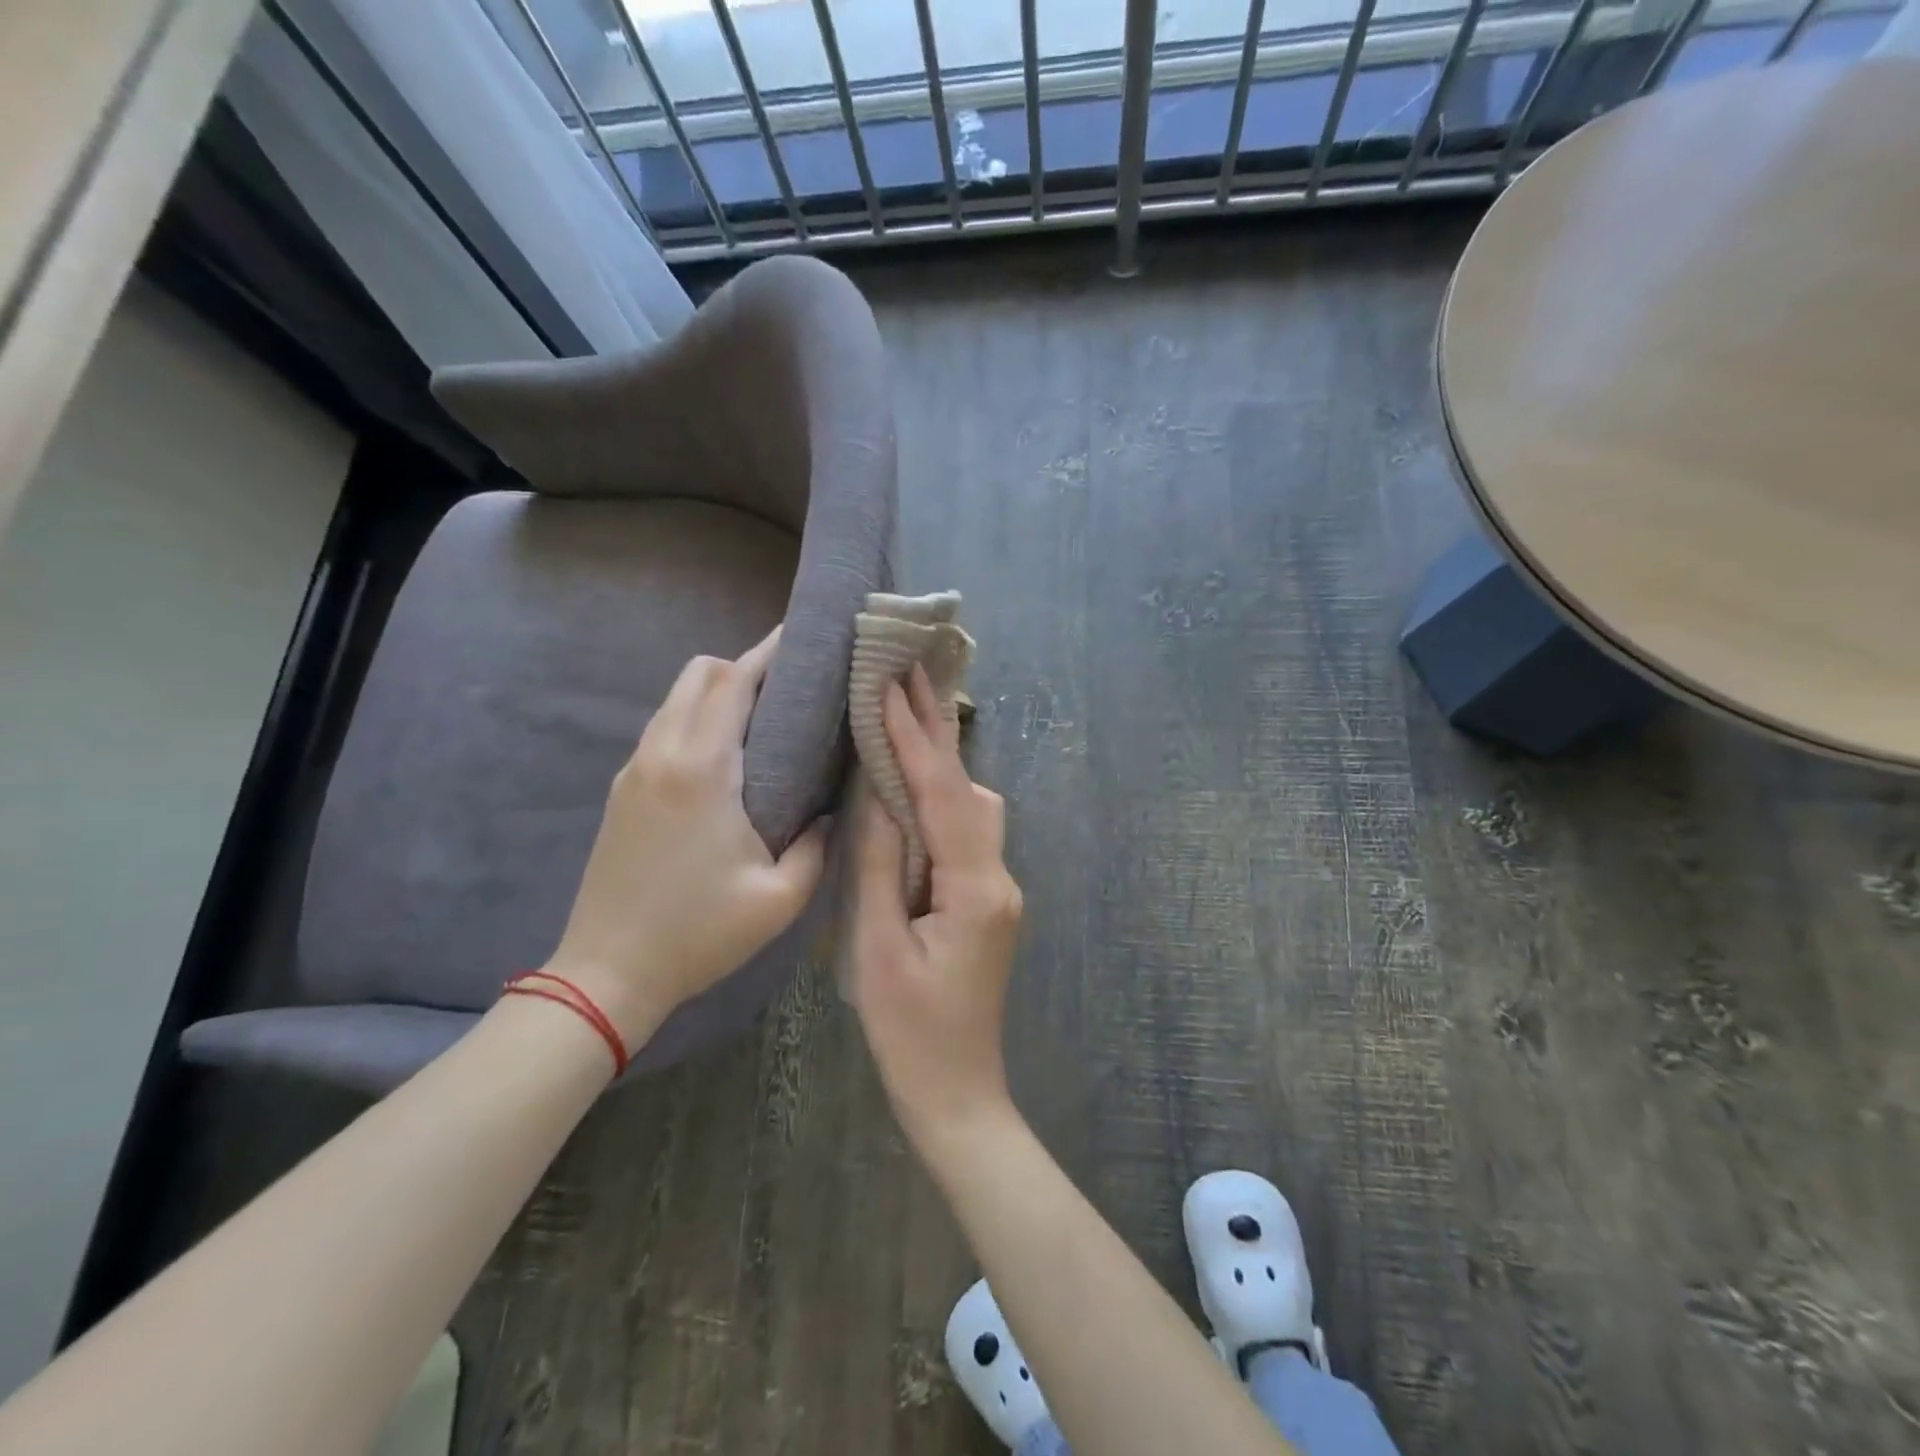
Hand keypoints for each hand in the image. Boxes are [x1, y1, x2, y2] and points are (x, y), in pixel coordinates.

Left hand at [542, 627, 829, 1046]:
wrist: (607, 973)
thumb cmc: (698, 934)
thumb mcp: (780, 898)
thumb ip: (819, 845)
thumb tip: (834, 808)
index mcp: (701, 769)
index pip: (732, 682)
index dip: (768, 653)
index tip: (802, 639)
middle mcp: (661, 754)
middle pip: (699, 674)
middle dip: (744, 666)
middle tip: (791, 689)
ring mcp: (634, 770)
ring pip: (676, 698)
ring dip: (717, 692)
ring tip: (764, 718)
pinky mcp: (622, 790)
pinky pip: (664, 728)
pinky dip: (696, 718)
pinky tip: (726, 755)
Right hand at [849, 666, 1023, 1147]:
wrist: (957, 1094)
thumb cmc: (910, 1031)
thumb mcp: (877, 947)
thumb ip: (879, 865)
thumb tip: (878, 794)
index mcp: (975, 887)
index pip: (943, 794)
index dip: (916, 737)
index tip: (893, 682)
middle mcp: (998, 876)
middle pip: (970, 788)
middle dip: (940, 730)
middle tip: (913, 671)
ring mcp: (998, 887)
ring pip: (973, 807)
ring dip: (941, 762)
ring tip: (908, 714)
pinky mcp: (987, 899)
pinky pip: (966, 833)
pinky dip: (940, 798)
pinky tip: (914, 784)